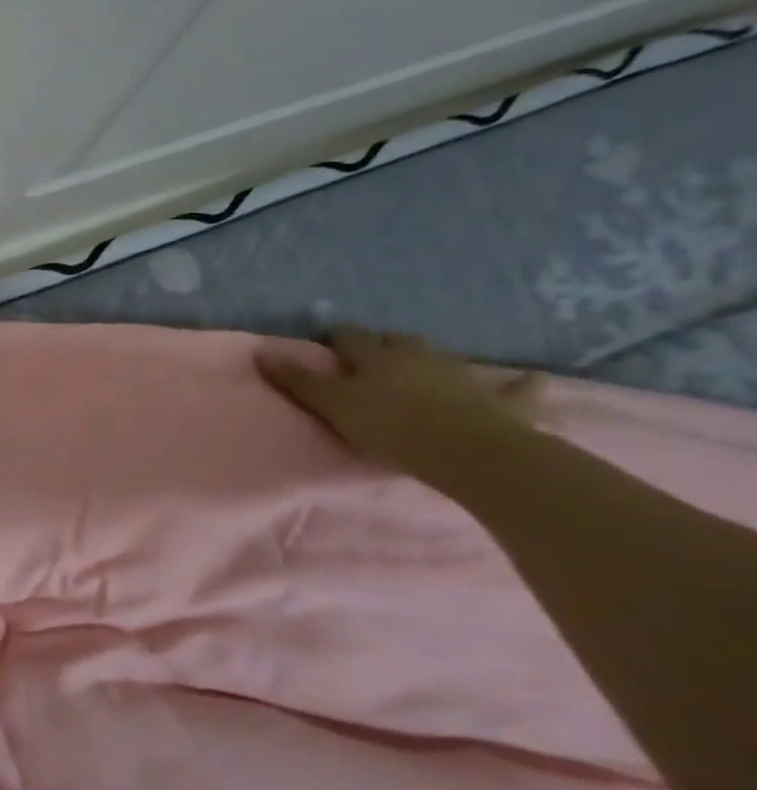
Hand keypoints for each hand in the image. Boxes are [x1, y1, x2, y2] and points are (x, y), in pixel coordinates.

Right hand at [254, 329, 539, 477]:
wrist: (466, 451)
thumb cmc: (388, 426)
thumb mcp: (330, 404)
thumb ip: (296, 381)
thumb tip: (259, 351)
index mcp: (375, 357)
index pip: (349, 339)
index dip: (337, 338)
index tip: (327, 340)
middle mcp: (418, 358)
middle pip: (398, 342)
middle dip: (385, 344)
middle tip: (375, 353)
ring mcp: (462, 376)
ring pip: (444, 359)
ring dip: (433, 359)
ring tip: (427, 364)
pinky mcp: (501, 402)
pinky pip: (516, 390)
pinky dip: (521, 385)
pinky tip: (531, 380)